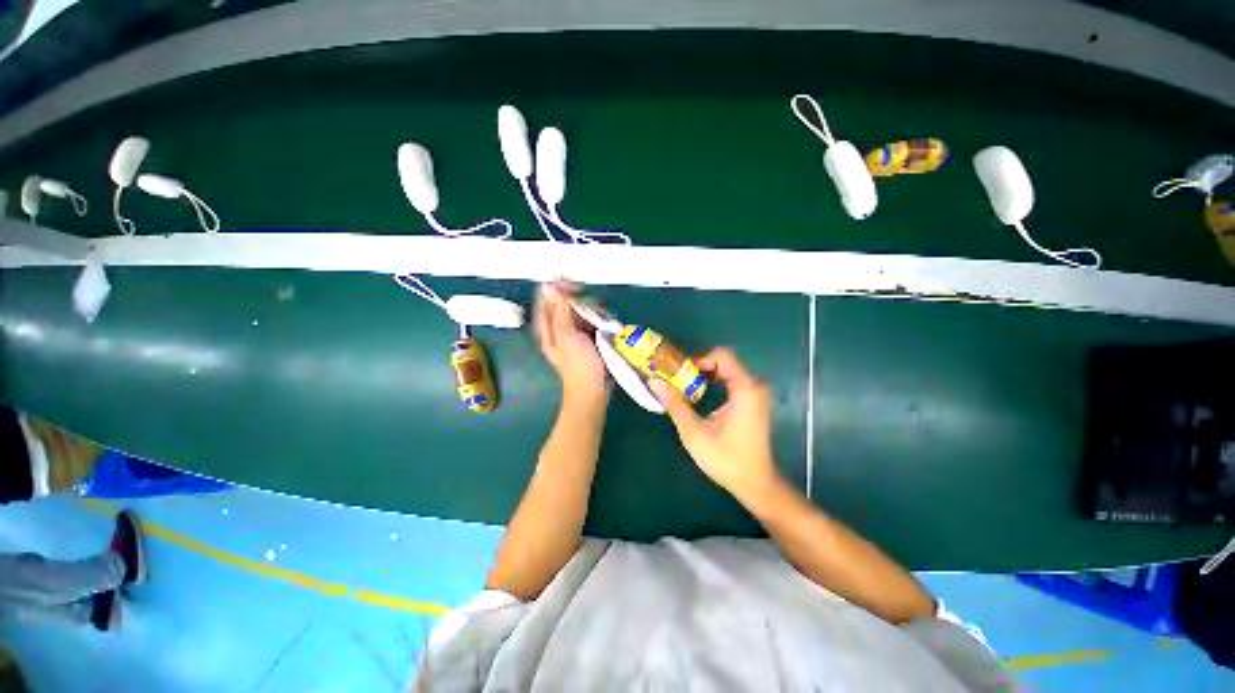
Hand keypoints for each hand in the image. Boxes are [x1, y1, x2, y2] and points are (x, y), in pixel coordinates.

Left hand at [534, 281, 608, 404]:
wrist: (594, 391)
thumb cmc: (579, 365)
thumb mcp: (568, 336)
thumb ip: (559, 310)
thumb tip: (548, 286)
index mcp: (548, 327)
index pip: (548, 297)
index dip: (560, 288)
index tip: (576, 288)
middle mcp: (559, 327)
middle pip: (567, 302)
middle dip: (582, 302)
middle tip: (593, 312)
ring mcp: (574, 332)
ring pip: (581, 310)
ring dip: (593, 311)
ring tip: (602, 323)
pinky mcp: (588, 337)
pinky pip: (592, 320)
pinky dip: (599, 319)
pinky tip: (606, 325)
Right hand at [649, 348, 780, 502]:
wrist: (756, 484)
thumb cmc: (726, 459)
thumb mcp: (694, 432)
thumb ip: (674, 404)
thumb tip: (653, 382)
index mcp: (745, 389)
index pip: (722, 356)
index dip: (698, 359)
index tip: (678, 373)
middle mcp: (754, 386)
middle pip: (724, 362)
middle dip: (697, 367)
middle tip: (676, 378)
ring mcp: (755, 395)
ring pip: (727, 372)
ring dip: (704, 376)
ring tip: (682, 386)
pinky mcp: (753, 403)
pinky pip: (732, 382)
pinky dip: (713, 384)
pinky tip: (698, 397)